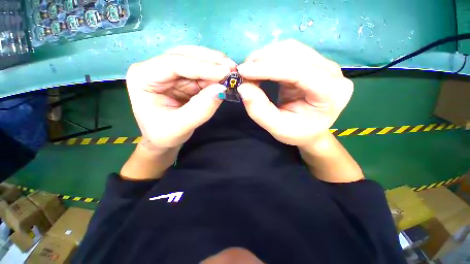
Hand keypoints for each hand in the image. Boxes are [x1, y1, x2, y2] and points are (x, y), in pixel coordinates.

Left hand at [126, 46, 235, 148]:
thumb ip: (201, 109)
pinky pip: (200, 73)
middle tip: (233, 68)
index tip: (226, 72)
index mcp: (143, 77)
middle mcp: (155, 69)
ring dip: (215, 66)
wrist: (161, 140)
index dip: (203, 67)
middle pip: (186, 56)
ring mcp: (170, 73)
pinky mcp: (182, 80)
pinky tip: (224, 78)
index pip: (175, 64)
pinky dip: (214, 75)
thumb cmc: (164, 135)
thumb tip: (222, 90)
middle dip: (211, 62)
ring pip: (195, 61)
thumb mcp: (180, 126)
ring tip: (232, 72)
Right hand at [237, 40, 352, 146]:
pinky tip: (259, 67)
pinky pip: (289, 53)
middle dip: (264, 60)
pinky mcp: (313, 63)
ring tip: (249, 70)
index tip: (243, 71)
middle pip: (295, 54)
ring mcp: (324, 64)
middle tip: (243, 72)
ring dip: (265, 57)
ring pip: (291, 49)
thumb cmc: (297, 132)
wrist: (310, 130)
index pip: (298, 71)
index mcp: (331, 93)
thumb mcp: (277, 127)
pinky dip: (270, 58)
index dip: (268, 69)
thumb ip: (259, 110)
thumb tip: (243, 87)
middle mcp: (332, 73)